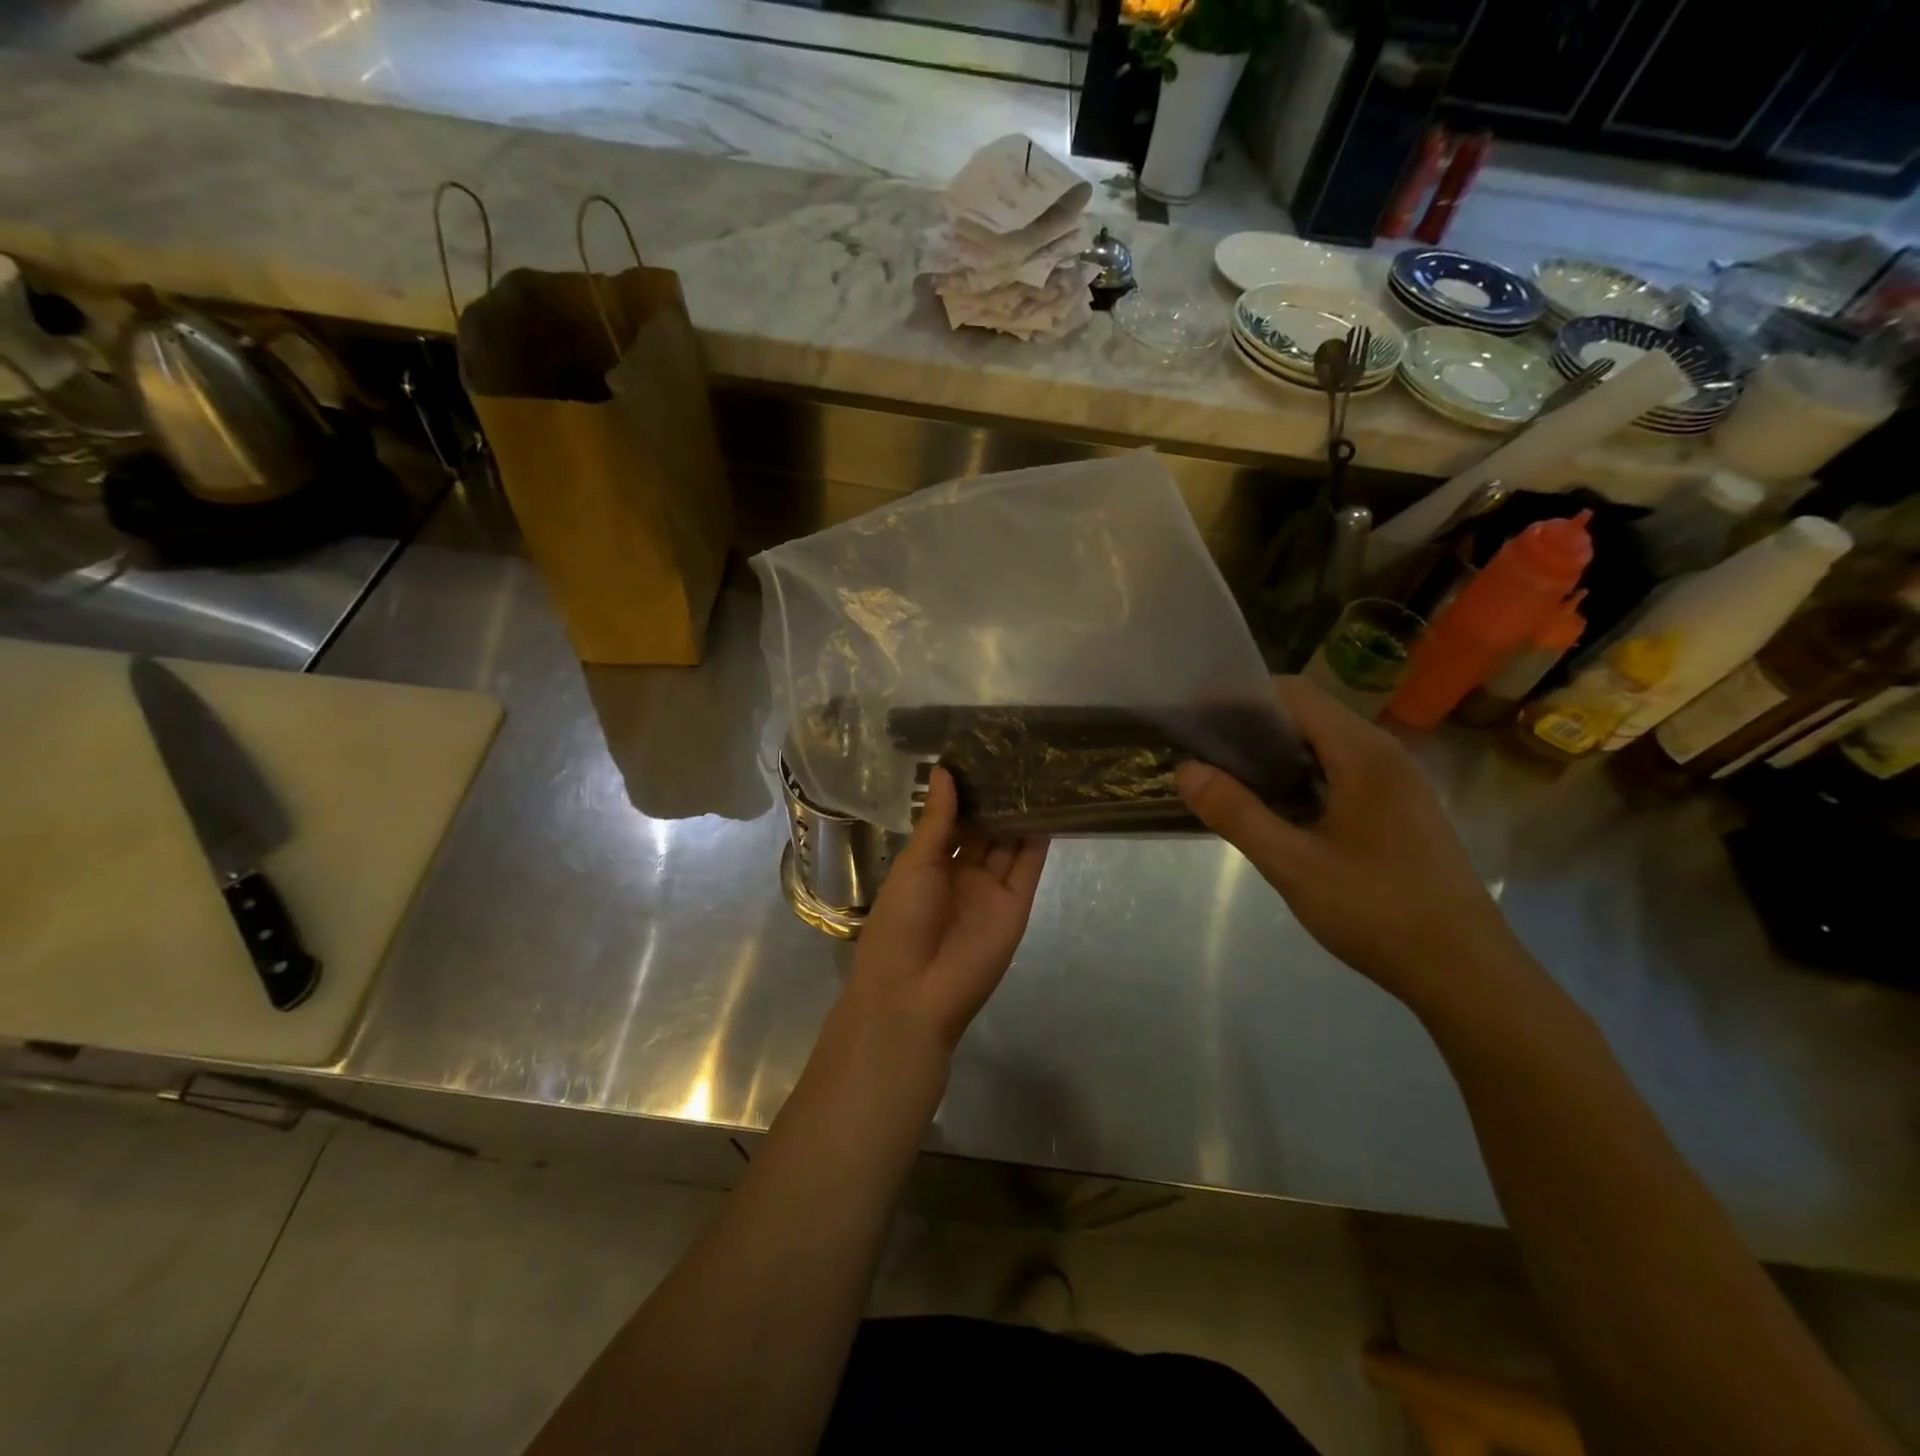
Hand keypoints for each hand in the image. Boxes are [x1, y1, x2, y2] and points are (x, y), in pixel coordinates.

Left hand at [842, 766, 1048, 1057]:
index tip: (980, 753)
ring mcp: (991, 890)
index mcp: (929, 865)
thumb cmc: (900, 921)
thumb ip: (937, 820)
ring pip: (1009, 844)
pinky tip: (1048, 805)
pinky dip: (1039, 839)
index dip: (965, 792)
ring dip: (1020, 813)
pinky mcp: (1017, 905)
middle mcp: (962, 874)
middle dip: (996, 798)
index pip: (952, 821)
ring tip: (1036, 770)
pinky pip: (1028, 867)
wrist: (915, 992)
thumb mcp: (915, 864)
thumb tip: (944, 771)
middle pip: (984, 830)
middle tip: (1015, 753)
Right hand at [1176, 676, 1530, 1013]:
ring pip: (1325, 745)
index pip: (1293, 694)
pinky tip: (1277, 809)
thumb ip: (1237, 814)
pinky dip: (1301, 776)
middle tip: (1203, 752)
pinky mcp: (1399, 810)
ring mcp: (1397, 783)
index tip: (1197, 720)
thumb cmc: (1377, 911)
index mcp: (1363, 754)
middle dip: (1252, 725)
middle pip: (1309, 714)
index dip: (1240, 698)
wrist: (1466, 973)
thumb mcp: (1293, 865)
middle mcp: (1384, 754)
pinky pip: (1341, 772)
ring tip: (1229, 778)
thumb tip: (1186, 770)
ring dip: (1277, 753)